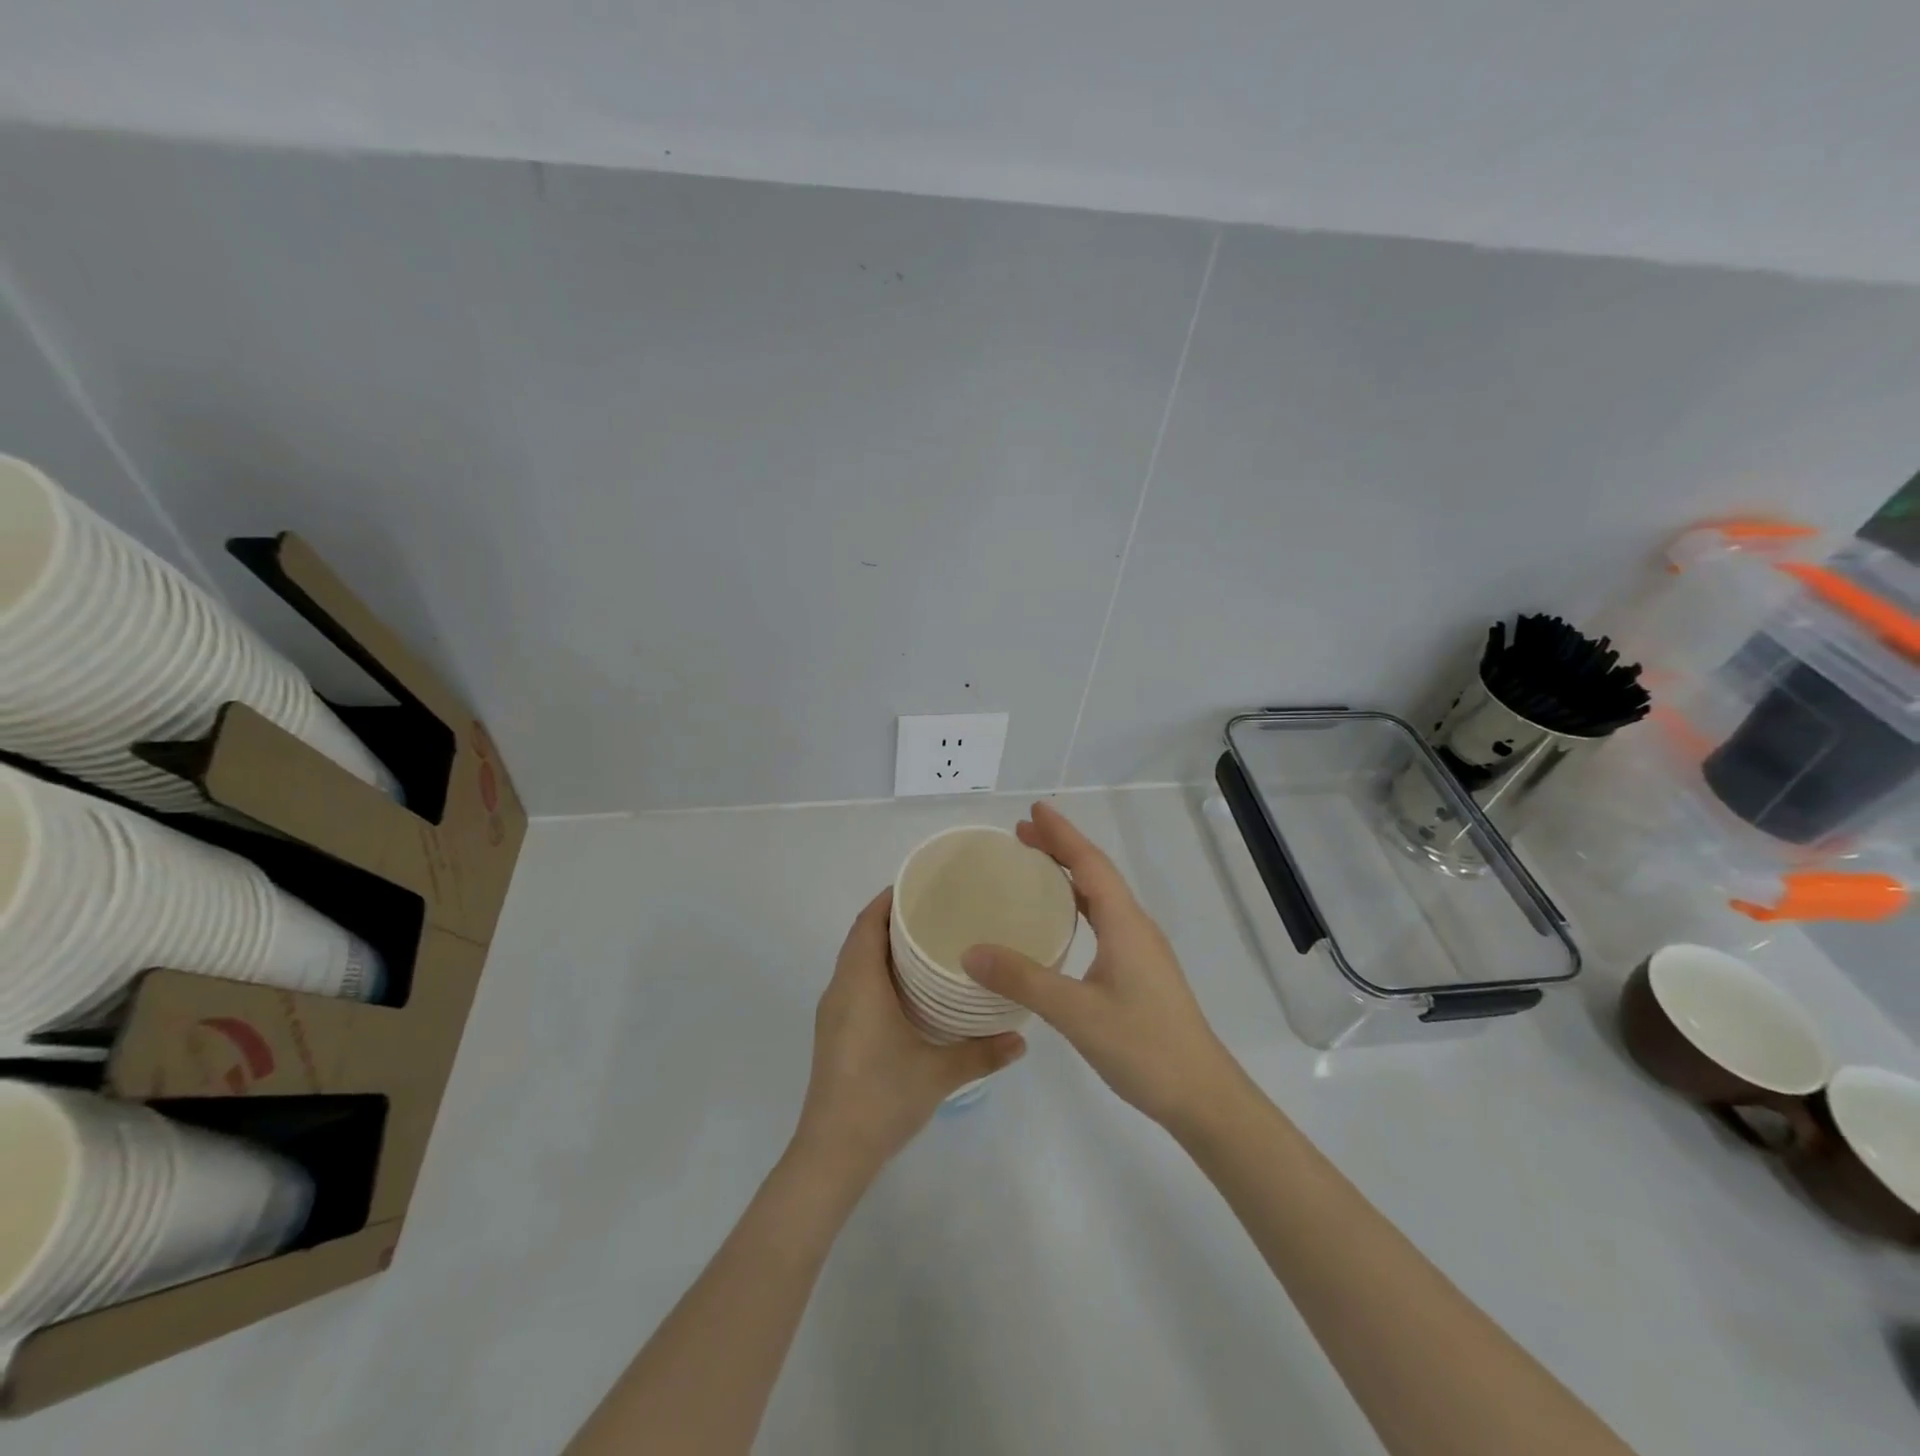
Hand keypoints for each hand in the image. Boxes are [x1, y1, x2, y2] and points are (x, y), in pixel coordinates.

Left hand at [792, 888, 1025, 1182]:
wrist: (832, 1152)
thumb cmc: (881, 1098)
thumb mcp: (939, 1074)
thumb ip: (983, 1053)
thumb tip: (1022, 1038)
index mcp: (859, 984)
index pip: (868, 923)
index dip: (889, 899)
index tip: (923, 885)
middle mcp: (841, 989)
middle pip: (861, 937)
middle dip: (893, 918)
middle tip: (937, 910)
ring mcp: (833, 1012)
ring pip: (856, 961)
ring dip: (883, 945)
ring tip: (928, 942)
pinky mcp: (834, 1032)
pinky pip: (854, 982)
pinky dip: (876, 970)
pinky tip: (908, 988)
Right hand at [962, 801, 1235, 1130]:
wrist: (1202, 1095)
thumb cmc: (1143, 1047)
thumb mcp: (1075, 1013)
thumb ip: (1023, 979)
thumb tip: (970, 951)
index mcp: (1125, 923)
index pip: (1089, 863)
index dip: (1061, 834)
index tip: (1033, 810)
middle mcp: (1135, 926)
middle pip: (1095, 873)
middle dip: (1060, 848)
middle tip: (1020, 835)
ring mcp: (1141, 949)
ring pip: (1101, 897)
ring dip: (1069, 875)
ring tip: (1035, 867)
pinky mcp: (1140, 971)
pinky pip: (1104, 919)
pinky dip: (1078, 905)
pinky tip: (1061, 922)